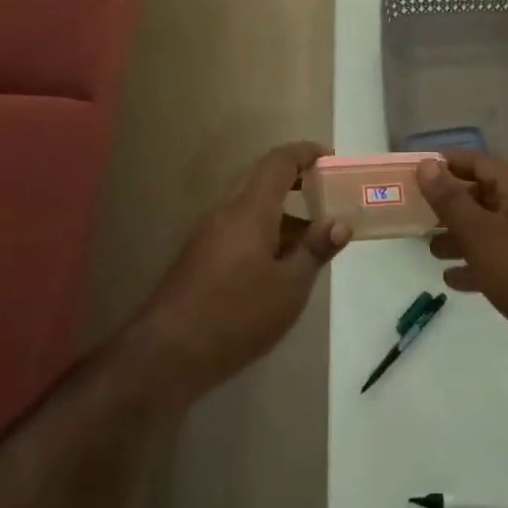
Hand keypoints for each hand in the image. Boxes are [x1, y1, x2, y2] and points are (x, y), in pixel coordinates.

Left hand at [137, 142, 349, 397]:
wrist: (167, 354)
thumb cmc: (236, 316)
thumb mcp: (289, 287)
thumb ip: (315, 250)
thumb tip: (340, 223)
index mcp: (250, 209)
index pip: (279, 161)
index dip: (306, 153)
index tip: (331, 158)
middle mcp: (227, 210)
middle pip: (262, 176)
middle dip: (295, 176)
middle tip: (325, 190)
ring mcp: (209, 232)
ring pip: (250, 203)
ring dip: (281, 208)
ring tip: (311, 234)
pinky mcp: (200, 255)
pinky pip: (238, 225)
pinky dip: (265, 228)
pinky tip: (280, 262)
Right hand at [418, 150, 507, 374]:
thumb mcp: (480, 234)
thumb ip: (450, 199)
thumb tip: (427, 164)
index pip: (479, 162)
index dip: (447, 163)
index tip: (416, 170)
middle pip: (484, 194)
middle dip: (450, 203)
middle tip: (417, 212)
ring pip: (491, 227)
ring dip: (460, 235)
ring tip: (430, 248)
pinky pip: (501, 256)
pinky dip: (477, 262)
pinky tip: (453, 279)